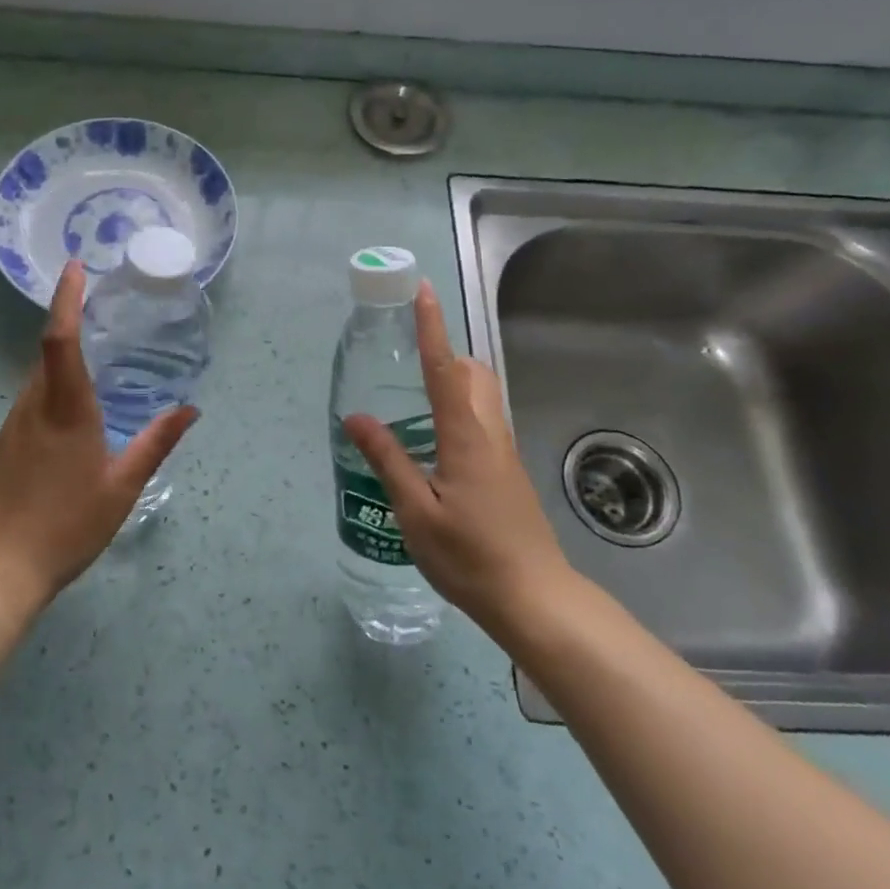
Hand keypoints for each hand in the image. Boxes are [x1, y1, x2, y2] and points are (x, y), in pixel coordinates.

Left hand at [0, 260, 197, 613]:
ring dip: (62, 362)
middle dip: (70, 325)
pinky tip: (71, 417)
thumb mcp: (123, 486)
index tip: (74, 267)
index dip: (66, 300)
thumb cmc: (68, 525)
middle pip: (48, 353)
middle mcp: (33, 407)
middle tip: (102, 312)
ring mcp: (12, 425)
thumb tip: (190, 410)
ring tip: (95, 364)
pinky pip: (30, 402)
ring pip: (38, 379)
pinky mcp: (3, 445)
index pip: (60, 339)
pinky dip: (51, 391)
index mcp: (66, 410)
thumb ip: (156, 443)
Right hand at [343, 282, 578, 640]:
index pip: (444, 368)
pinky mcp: (506, 472)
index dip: (432, 327)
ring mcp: (503, 453)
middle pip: (472, 374)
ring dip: (452, 381)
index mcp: (466, 435)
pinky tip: (431, 443)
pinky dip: (457, 409)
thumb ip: (387, 460)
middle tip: (406, 361)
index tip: (423, 290)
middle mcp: (490, 433)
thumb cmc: (469, 555)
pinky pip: (482, 420)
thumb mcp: (415, 511)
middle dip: (444, 354)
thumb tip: (356, 417)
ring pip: (482, 396)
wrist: (533, 598)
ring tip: (411, 399)